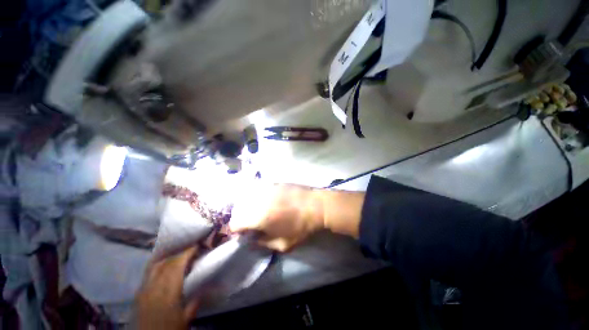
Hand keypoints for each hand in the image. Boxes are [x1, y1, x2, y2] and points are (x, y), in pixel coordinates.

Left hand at [134, 247, 199, 329]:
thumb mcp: (185, 319)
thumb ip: (194, 302)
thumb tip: (204, 286)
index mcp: (168, 293)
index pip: (177, 265)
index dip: (187, 253)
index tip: (197, 246)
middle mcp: (154, 287)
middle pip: (167, 263)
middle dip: (180, 254)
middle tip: (192, 250)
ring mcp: (143, 289)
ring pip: (156, 266)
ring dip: (169, 258)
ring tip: (179, 255)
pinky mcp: (138, 293)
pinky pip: (148, 273)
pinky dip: (158, 265)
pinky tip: (163, 265)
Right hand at [230, 184, 324, 251]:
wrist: (316, 206)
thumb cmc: (301, 227)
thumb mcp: (283, 244)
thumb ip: (263, 243)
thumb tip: (252, 239)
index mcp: (260, 218)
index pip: (236, 223)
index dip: (236, 230)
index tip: (241, 233)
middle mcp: (259, 201)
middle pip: (240, 209)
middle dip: (241, 218)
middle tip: (250, 223)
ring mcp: (267, 190)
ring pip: (248, 198)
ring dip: (249, 206)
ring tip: (258, 212)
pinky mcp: (274, 184)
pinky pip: (260, 190)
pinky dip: (258, 197)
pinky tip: (267, 201)